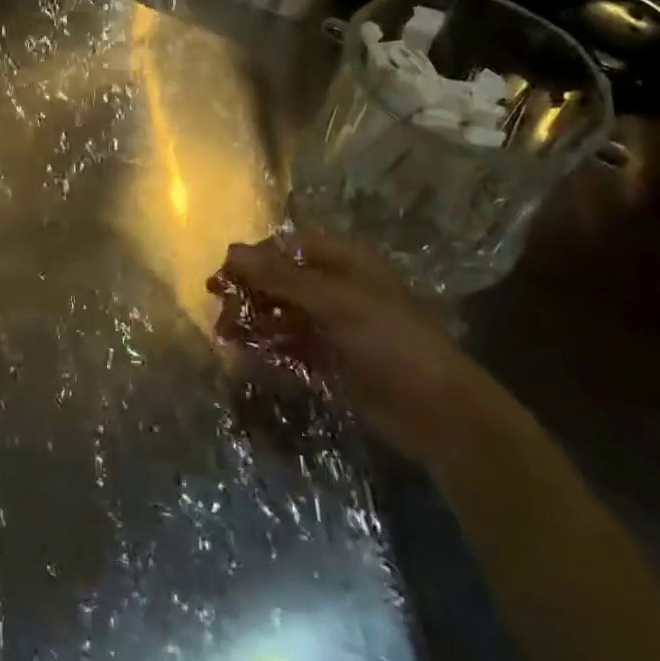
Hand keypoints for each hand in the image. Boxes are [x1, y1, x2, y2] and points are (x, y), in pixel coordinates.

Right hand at [209, 231, 507, 466]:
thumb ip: (280, 277)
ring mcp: (330, 327)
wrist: (438, 412)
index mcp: (342, 262)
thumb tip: (231, 250)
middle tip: (221, 313)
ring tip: (226, 338)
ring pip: (279, 316)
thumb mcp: (334, 301)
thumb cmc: (390, 340)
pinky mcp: (328, 362)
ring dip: (252, 324)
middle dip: (248, 294)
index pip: (285, 248)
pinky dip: (266, 353)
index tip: (222, 276)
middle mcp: (333, 289)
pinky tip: (244, 361)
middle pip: (278, 282)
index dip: (253, 259)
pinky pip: (287, 349)